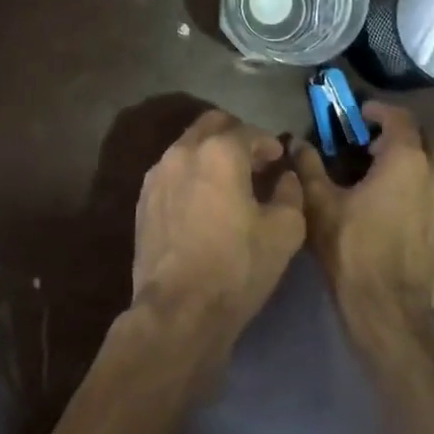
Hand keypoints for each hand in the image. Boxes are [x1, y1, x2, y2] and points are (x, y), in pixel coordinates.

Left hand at [129, 110, 305, 348]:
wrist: (179, 308)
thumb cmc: (237, 266)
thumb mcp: (284, 230)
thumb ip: (290, 193)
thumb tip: (285, 178)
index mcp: (219, 152)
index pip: (250, 132)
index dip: (269, 145)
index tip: (279, 161)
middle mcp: (182, 152)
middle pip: (211, 125)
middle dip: (236, 136)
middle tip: (254, 162)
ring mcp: (157, 175)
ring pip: (187, 147)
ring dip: (210, 154)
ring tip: (228, 182)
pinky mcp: (143, 200)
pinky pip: (171, 172)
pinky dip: (190, 175)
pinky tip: (203, 202)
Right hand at [292, 102, 433, 340]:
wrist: (389, 309)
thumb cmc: (351, 249)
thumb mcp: (320, 204)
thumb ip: (309, 166)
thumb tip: (296, 142)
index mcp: (407, 160)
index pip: (399, 117)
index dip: (379, 111)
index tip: (361, 114)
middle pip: (425, 140)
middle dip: (400, 137)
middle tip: (372, 148)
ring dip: (416, 167)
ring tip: (389, 182)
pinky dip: (426, 196)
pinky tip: (405, 214)